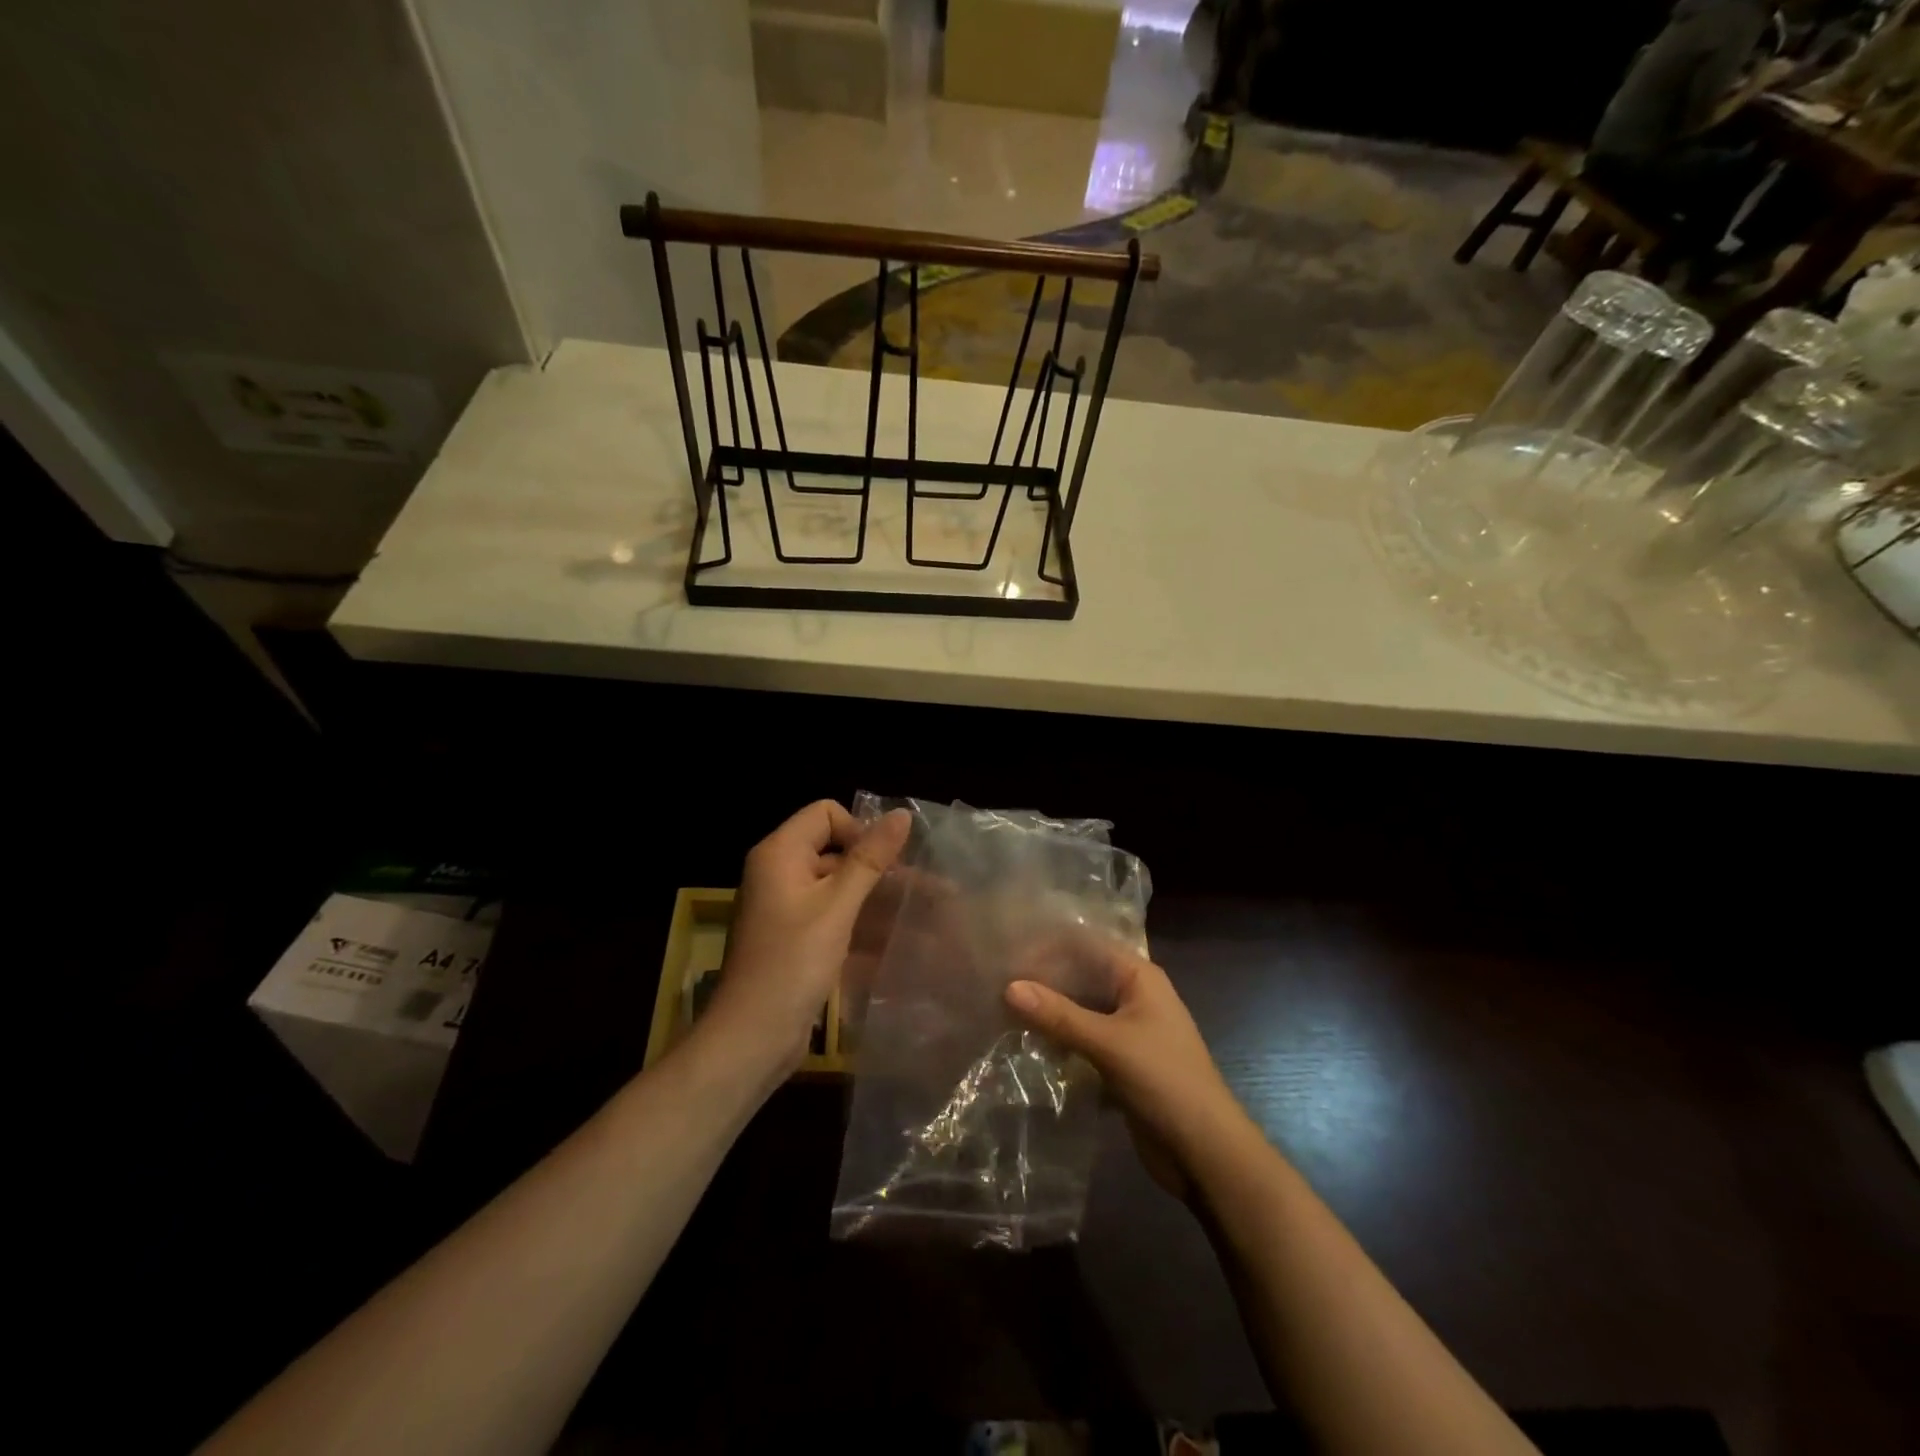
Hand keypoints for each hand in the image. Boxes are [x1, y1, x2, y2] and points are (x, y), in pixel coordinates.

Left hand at [701, 800, 910, 1079]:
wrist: (752, 1038)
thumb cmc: (792, 964)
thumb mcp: (837, 907)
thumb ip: (870, 859)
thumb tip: (902, 814)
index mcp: (779, 854)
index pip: (826, 813)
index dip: (859, 830)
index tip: (885, 863)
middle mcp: (780, 873)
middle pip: (836, 850)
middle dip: (879, 867)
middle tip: (926, 888)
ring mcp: (787, 907)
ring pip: (841, 886)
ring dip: (878, 898)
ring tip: (927, 913)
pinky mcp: (797, 937)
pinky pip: (835, 915)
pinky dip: (863, 923)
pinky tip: (901, 939)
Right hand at [1005, 938, 1247, 1198]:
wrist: (1206, 1152)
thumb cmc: (1164, 1081)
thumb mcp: (1108, 1044)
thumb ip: (1058, 1015)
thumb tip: (1009, 987)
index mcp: (1139, 977)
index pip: (1087, 945)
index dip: (1049, 946)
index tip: (1009, 952)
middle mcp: (1134, 995)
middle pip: (1081, 976)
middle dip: (1044, 980)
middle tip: (997, 983)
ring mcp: (1129, 1030)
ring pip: (1081, 1010)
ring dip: (1050, 1012)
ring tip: (1002, 1011)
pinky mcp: (1121, 1062)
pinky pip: (1084, 1040)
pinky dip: (1060, 1040)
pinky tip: (1027, 1044)